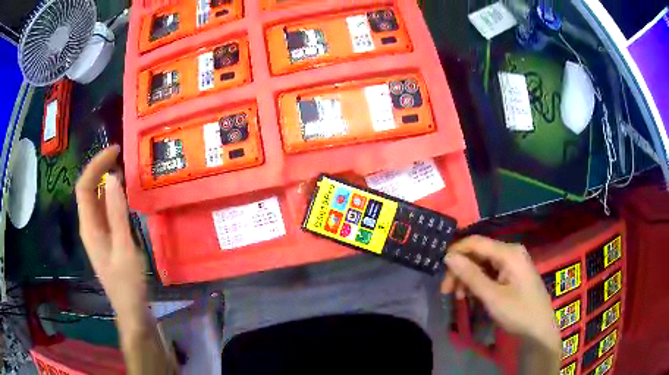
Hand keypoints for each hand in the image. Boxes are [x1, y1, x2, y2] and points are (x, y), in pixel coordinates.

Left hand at [75, 146, 148, 333]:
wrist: (130, 308)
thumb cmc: (127, 282)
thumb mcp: (124, 247)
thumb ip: (117, 213)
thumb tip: (112, 178)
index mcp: (89, 226)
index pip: (84, 186)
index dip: (96, 165)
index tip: (115, 151)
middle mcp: (88, 225)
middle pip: (87, 188)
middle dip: (100, 168)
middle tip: (120, 156)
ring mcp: (95, 231)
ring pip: (94, 198)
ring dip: (104, 180)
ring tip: (122, 168)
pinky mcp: (104, 237)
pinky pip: (102, 209)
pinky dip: (110, 196)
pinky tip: (122, 194)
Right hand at [441, 236, 559, 351]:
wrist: (539, 330)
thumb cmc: (518, 313)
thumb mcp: (492, 297)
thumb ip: (470, 275)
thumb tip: (448, 257)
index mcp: (508, 252)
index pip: (475, 242)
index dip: (455, 253)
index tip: (440, 272)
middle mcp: (511, 252)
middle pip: (478, 253)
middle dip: (460, 270)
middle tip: (446, 291)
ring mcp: (513, 262)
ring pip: (483, 263)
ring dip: (468, 278)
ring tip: (458, 297)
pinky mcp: (513, 273)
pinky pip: (490, 272)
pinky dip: (478, 282)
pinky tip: (472, 295)